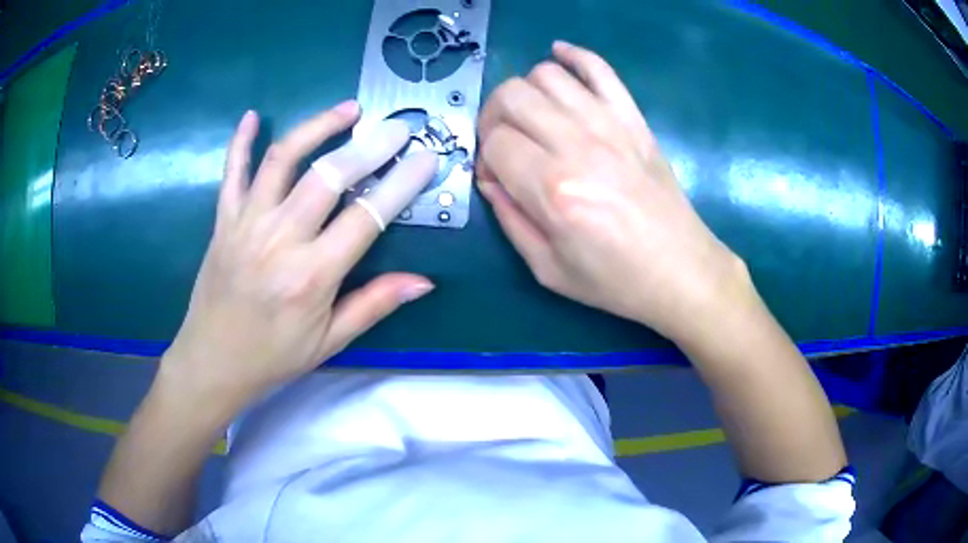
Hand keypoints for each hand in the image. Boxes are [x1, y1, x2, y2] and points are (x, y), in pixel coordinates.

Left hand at [160, 102, 436, 416]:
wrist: (213, 362)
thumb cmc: (273, 356)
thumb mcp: (330, 341)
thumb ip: (374, 304)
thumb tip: (424, 281)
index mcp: (311, 276)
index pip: (366, 217)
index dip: (401, 184)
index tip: (426, 159)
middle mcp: (279, 240)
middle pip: (329, 177)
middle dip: (370, 146)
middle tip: (397, 127)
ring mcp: (246, 224)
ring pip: (283, 159)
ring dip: (317, 127)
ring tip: (348, 110)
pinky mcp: (223, 220)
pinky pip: (232, 172)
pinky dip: (241, 142)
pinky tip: (252, 117)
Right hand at [477, 42, 748, 343]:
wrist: (681, 270)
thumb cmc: (615, 279)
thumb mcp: (548, 269)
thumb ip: (510, 220)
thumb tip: (490, 180)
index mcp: (552, 189)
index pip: (494, 143)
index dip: (484, 158)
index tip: (497, 178)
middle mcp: (577, 145)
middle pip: (512, 96)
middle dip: (493, 117)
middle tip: (504, 143)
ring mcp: (609, 124)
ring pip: (546, 75)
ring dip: (525, 91)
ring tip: (531, 118)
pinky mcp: (633, 118)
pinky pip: (599, 68)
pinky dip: (574, 55)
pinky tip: (559, 58)